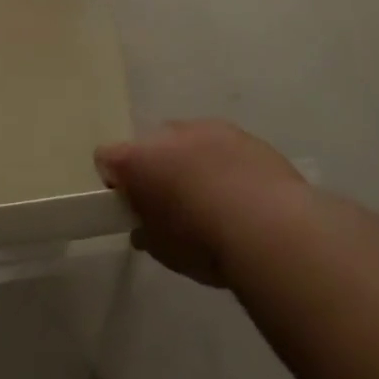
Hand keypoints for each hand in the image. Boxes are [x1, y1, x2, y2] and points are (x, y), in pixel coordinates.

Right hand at [96, 120, 309, 287]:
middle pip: (150, 145)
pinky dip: (225, 165)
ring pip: (189, 141)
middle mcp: (169, 133)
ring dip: (192, 162)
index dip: (114, 181)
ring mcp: (210, 129)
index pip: (106, 157)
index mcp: (138, 158)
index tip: (130, 205)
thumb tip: (144, 227)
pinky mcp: (246, 135)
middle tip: (172, 204)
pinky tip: (243, 195)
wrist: (271, 230)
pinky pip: (224, 147)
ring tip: (213, 200)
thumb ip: (147, 230)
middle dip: (157, 168)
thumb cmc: (204, 243)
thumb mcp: (163, 249)